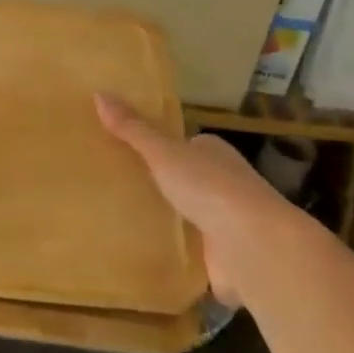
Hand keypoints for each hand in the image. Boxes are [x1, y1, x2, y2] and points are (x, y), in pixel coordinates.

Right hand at [96, 93, 292, 305]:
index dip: (162, 149)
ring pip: (191, 217)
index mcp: (214, 153)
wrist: (254, 247)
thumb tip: (99, 93)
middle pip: (188, 181)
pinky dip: (177, 254)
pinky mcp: (225, 259)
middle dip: (164, 186)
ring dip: (171, 222)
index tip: (131, 154)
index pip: (186, 146)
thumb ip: (133, 129)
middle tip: (121, 188)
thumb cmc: (210, 188)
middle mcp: (225, 184)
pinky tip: (149, 256)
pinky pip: (193, 252)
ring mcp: (227, 223)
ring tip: (125, 222)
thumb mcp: (164, 153)